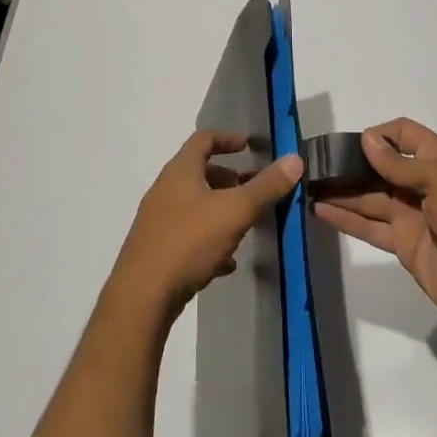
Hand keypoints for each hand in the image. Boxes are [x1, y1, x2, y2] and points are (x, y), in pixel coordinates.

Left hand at [109, 130, 303, 319]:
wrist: (142, 297)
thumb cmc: (188, 242)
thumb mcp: (235, 211)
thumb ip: (266, 186)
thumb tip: (294, 159)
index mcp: (180, 171)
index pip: (203, 139)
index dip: (227, 138)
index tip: (249, 145)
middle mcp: (165, 190)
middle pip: (199, 173)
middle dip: (228, 177)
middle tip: (252, 188)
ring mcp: (158, 221)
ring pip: (194, 205)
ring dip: (220, 209)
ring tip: (245, 223)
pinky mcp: (157, 250)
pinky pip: (188, 236)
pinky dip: (209, 239)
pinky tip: (227, 261)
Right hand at [313, 118, 436, 340]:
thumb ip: (400, 164)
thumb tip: (367, 139)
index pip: (405, 134)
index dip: (380, 134)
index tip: (353, 142)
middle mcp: (422, 184)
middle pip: (381, 166)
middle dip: (352, 162)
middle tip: (317, 162)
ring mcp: (411, 215)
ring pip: (369, 196)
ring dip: (342, 190)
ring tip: (308, 184)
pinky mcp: (402, 244)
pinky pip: (369, 226)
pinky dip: (345, 218)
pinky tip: (319, 211)